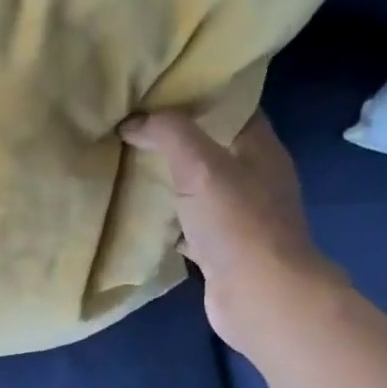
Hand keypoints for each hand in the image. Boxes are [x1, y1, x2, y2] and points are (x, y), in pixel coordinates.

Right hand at [120, 110, 342, 350]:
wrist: (260, 298)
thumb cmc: (238, 224)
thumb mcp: (200, 165)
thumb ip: (168, 134)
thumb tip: (132, 122)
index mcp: (260, 150)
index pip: (233, 107)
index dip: (199, 95)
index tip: (158, 89)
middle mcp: (254, 179)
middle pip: (212, 147)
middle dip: (175, 137)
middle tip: (131, 125)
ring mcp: (239, 217)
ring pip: (198, 187)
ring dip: (168, 178)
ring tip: (126, 163)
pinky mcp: (221, 249)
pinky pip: (188, 223)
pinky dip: (165, 218)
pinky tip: (136, 213)